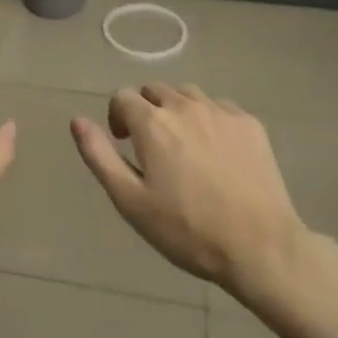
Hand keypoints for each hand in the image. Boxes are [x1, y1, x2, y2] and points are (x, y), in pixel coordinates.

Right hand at [70, 83, 306, 295]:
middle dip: (145, 110)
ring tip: (183, 145)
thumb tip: (77, 120)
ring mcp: (222, 112)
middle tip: (151, 147)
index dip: (117, 117)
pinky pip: (220, 107)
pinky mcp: (250, 124)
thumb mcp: (129, 200)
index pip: (123, 97)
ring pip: (188, 94)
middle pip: (155, 90)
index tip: (124, 145)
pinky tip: (216, 150)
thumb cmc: (186, 229)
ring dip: (177, 110)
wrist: (260, 247)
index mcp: (152, 123)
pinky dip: (209, 118)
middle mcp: (185, 106)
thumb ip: (99, 155)